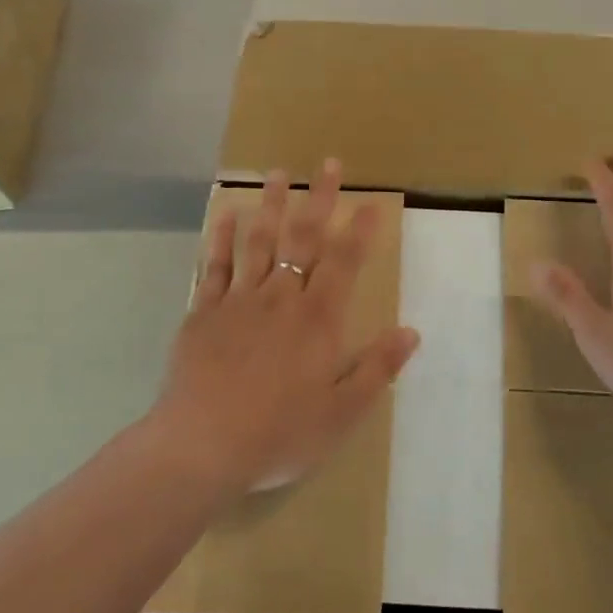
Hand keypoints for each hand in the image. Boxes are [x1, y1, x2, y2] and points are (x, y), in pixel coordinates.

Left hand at [151, 160, 419, 493]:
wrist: (201, 448)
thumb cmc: (278, 434)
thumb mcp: (341, 412)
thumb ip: (376, 369)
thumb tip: (411, 332)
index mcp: (318, 320)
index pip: (345, 262)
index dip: (360, 231)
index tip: (372, 202)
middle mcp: (281, 298)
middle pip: (303, 238)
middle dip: (319, 199)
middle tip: (328, 164)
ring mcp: (239, 301)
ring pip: (258, 241)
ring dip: (270, 205)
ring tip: (277, 173)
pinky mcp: (204, 313)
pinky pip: (215, 265)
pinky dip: (222, 237)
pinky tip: (227, 215)